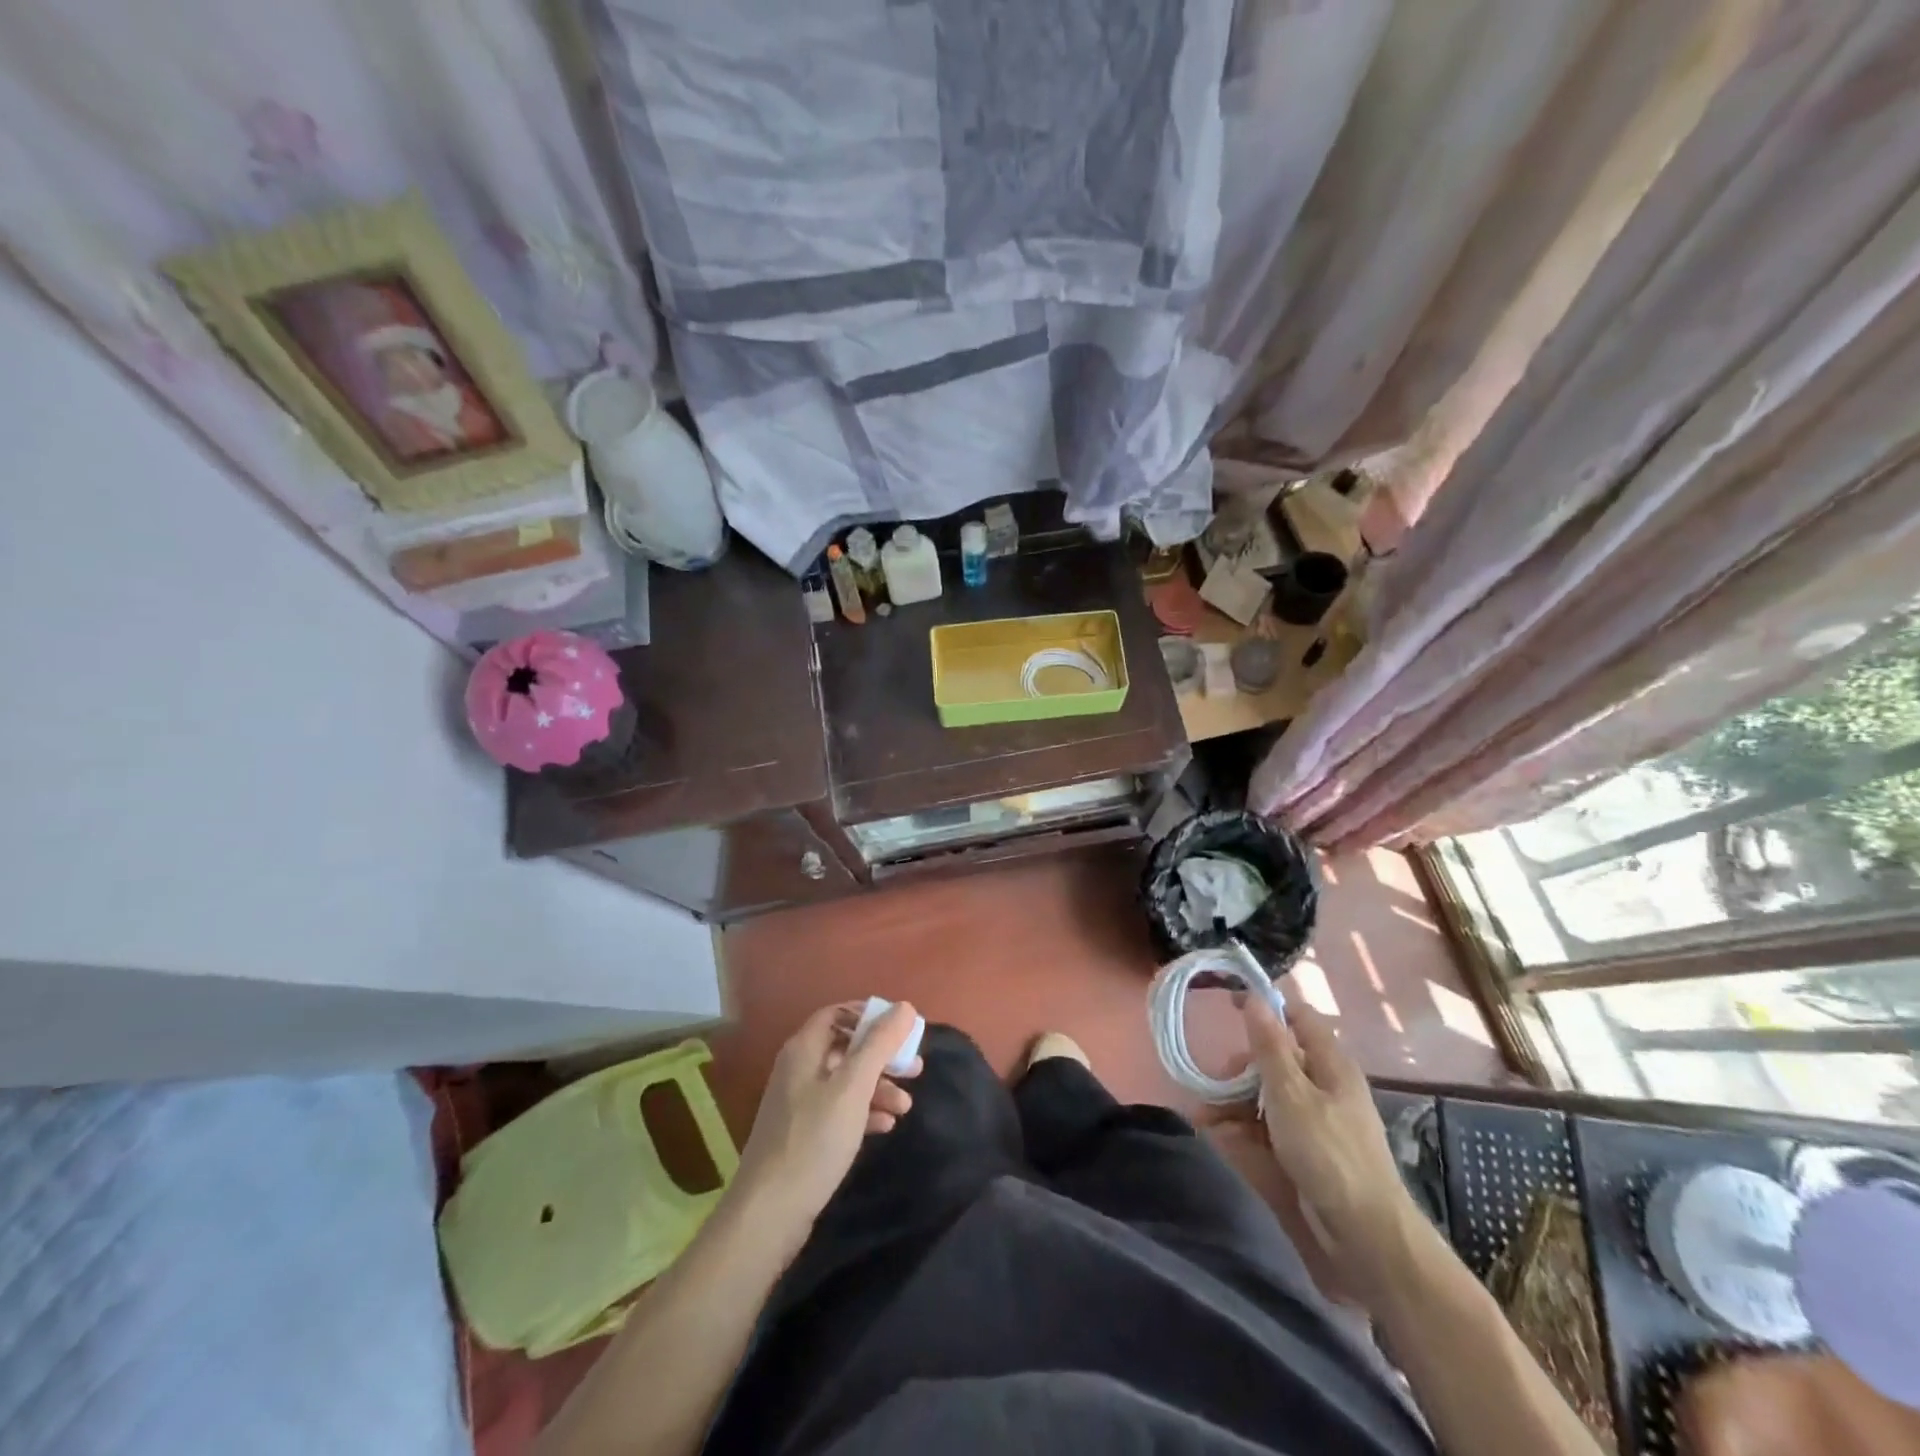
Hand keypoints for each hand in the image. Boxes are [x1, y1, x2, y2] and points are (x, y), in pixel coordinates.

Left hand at [730, 1001, 921, 1249]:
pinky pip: (839, 1110)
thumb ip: (879, 1045)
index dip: (868, 1015)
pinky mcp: (804, 1135)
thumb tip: (905, 1007)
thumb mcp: (853, 1087)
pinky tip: (886, 1125)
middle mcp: (798, 1070)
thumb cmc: (814, 1140)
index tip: (901, 1028)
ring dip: (878, 1087)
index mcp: (804, 1050)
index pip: (837, 1014)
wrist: (769, 1214)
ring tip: (906, 1105)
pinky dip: (864, 1112)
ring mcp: (799, 1104)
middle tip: (915, 1068)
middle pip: (845, 1048)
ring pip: (846, 1082)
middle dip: (882, 1056)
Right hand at [1240, 996, 1413, 1277]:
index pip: (1298, 1017)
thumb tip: (1255, 998)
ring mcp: (1317, 1120)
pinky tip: (1220, 1134)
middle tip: (1216, 1080)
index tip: (1228, 1006)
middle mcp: (1325, 1085)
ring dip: (1237, 1099)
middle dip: (1242, 1066)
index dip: (1266, 1007)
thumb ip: (1269, 1047)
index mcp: (1330, 1064)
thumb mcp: (1290, 1094)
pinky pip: (1270, 1125)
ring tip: (1208, 1115)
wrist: (1366, 1237)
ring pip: (1269, 1093)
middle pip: (1277, 1058)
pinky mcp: (1308, 1150)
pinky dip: (1245, 1126)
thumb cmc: (1328, 1154)